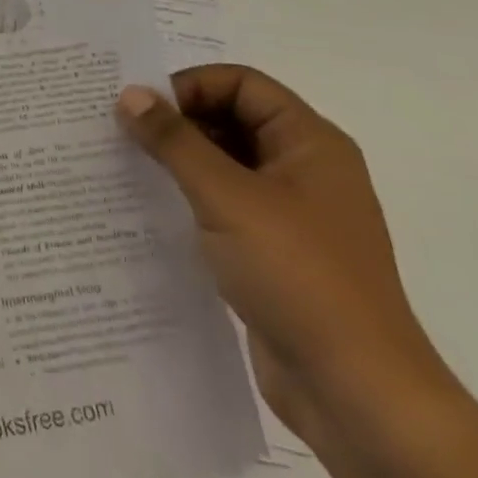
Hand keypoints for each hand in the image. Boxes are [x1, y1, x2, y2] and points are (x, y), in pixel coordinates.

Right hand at [115, 65, 457, 451]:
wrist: (357, 394)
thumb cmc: (298, 276)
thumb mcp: (226, 197)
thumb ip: (174, 141)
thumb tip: (129, 94)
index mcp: (310, 143)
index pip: (241, 83)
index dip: (190, 85)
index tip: (141, 106)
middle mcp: (304, 169)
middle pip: (231, 118)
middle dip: (177, 121)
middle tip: (121, 130)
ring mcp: (291, 213)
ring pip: (224, 163)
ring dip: (178, 159)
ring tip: (125, 164)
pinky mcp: (274, 251)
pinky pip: (223, 204)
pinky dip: (188, 197)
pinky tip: (149, 207)